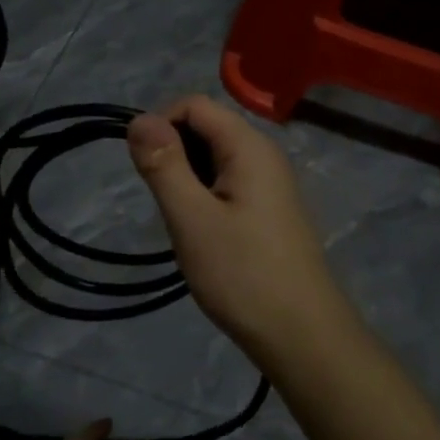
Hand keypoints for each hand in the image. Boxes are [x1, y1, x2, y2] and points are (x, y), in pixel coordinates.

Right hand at [127, 95, 351, 362]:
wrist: (301, 335)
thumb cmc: (242, 275)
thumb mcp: (192, 218)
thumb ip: (164, 164)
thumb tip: (138, 118)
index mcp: (250, 147)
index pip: (195, 104)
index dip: (161, 124)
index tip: (144, 168)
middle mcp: (265, 155)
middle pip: (207, 128)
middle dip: (174, 154)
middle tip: (165, 203)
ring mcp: (271, 185)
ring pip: (215, 159)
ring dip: (188, 179)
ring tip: (182, 223)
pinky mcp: (269, 211)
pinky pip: (228, 185)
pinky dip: (205, 198)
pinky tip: (202, 235)